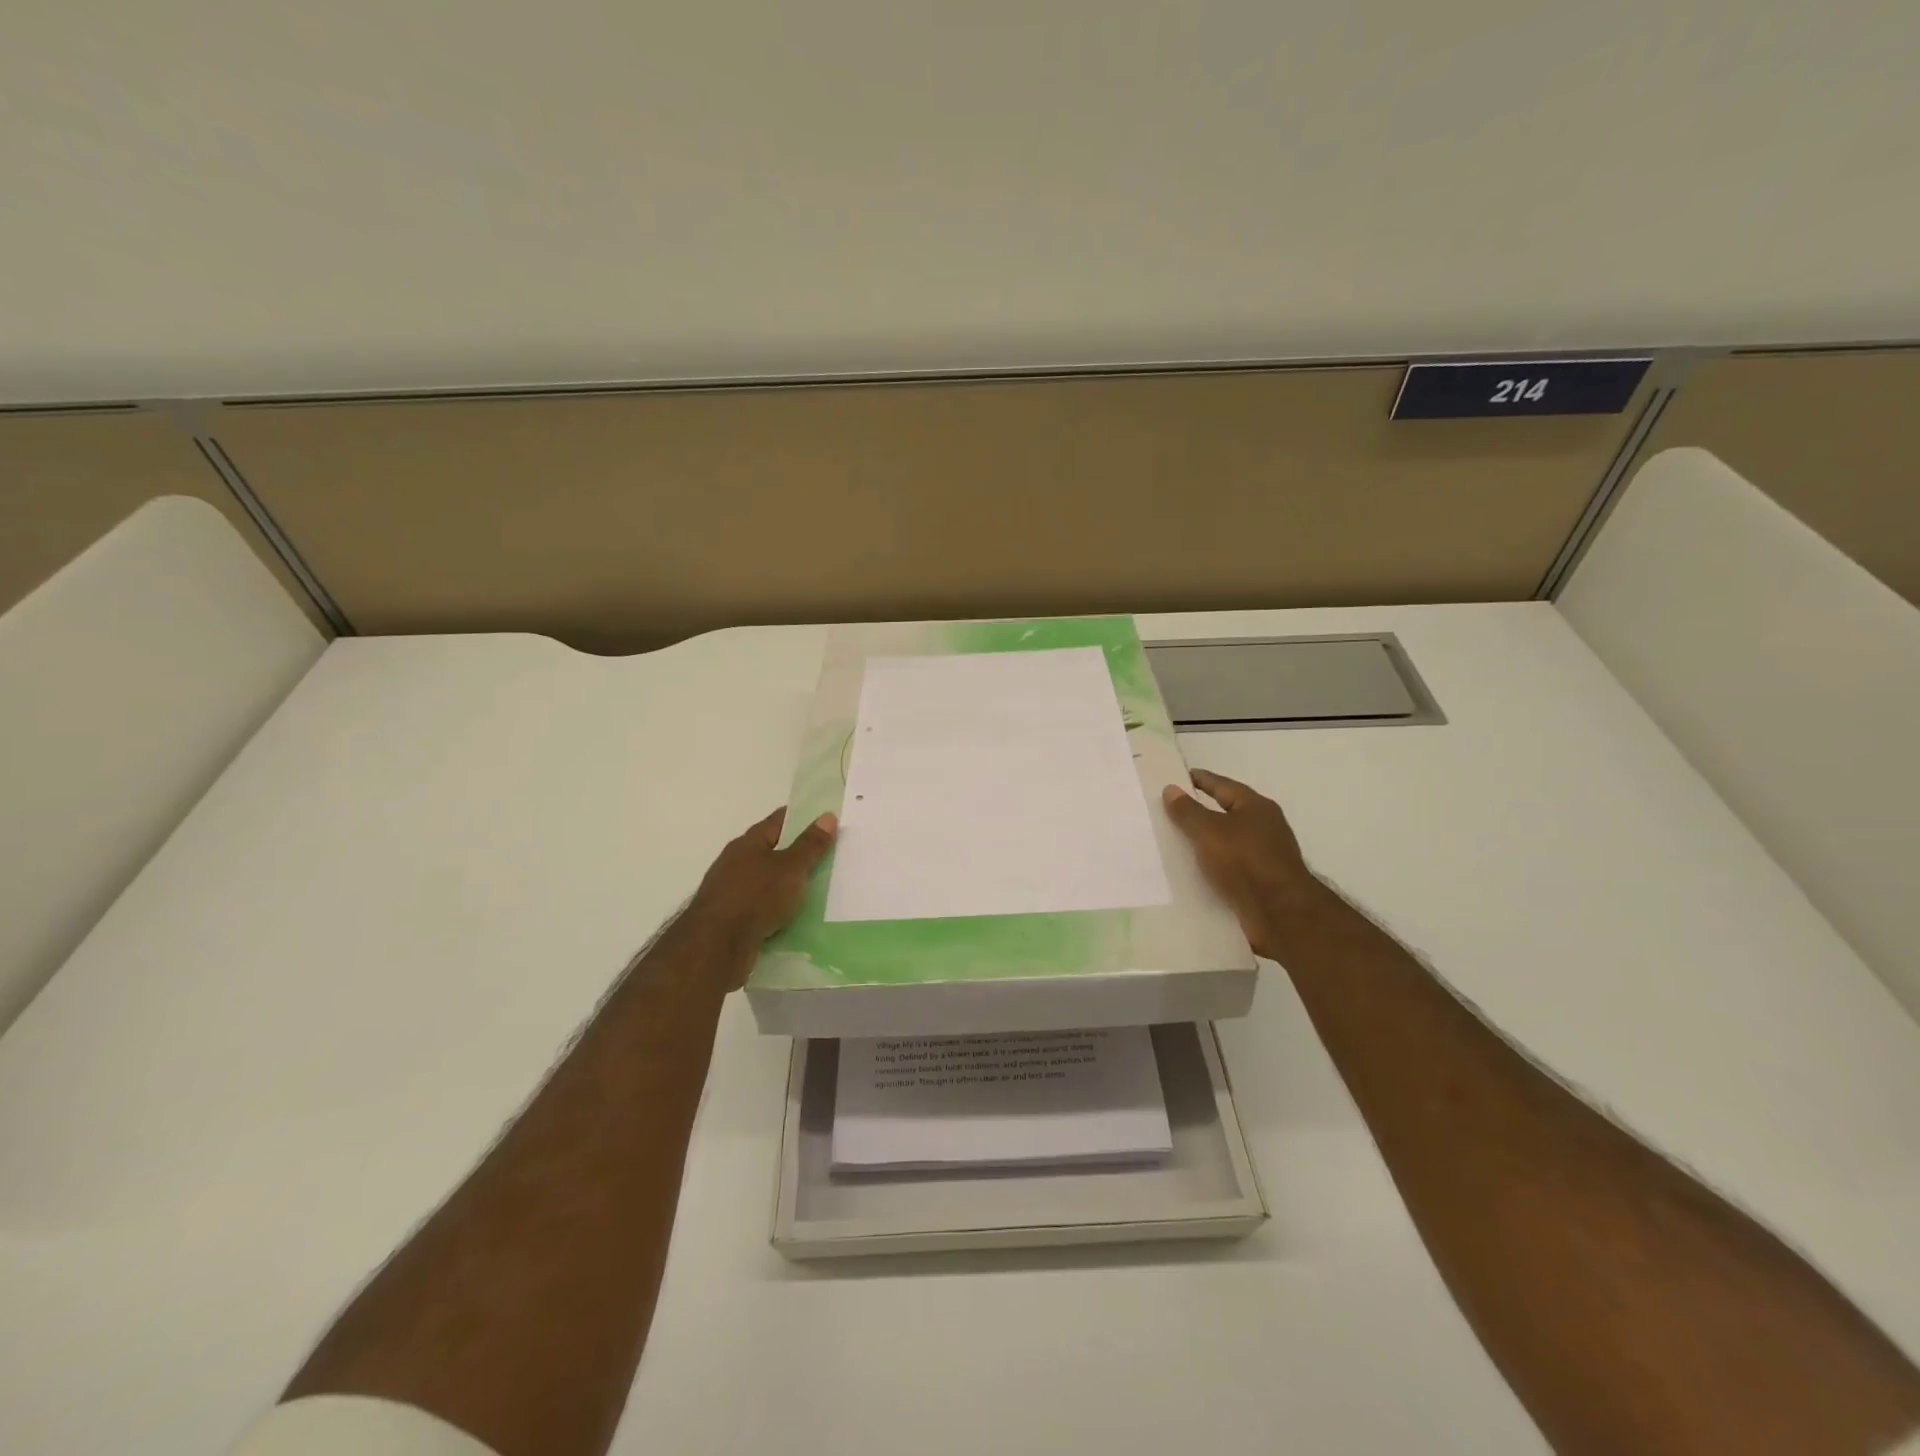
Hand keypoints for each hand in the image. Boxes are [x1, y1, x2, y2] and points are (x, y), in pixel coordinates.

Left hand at [684, 808, 836, 983]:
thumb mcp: (791, 868)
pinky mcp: (731, 918)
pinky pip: (761, 906)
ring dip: (786, 883)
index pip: (777, 821)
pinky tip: (794, 915)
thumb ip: (810, 845)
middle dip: (795, 852)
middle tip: (826, 854)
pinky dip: (777, 908)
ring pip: (765, 881)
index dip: (799, 817)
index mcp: (747, 843)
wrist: (717, 945)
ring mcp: (730, 891)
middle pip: (770, 850)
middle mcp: (735, 862)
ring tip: (815, 887)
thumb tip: (827, 816)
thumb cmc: (756, 896)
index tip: (822, 819)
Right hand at [1162, 769, 1324, 959]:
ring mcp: (1265, 855)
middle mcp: (1264, 827)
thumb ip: (1188, 811)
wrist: (1280, 912)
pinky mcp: (1261, 881)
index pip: (1222, 785)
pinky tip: (1195, 871)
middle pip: (1227, 812)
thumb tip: (1171, 789)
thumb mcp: (1208, 831)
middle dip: (1201, 811)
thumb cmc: (1244, 861)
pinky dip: (1214, 865)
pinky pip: (1231, 866)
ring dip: (1207, 841)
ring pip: (1228, 841)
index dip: (1200, 780)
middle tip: (1171, 810)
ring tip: (1176, 842)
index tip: (1178, 777)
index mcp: (1256, 806)